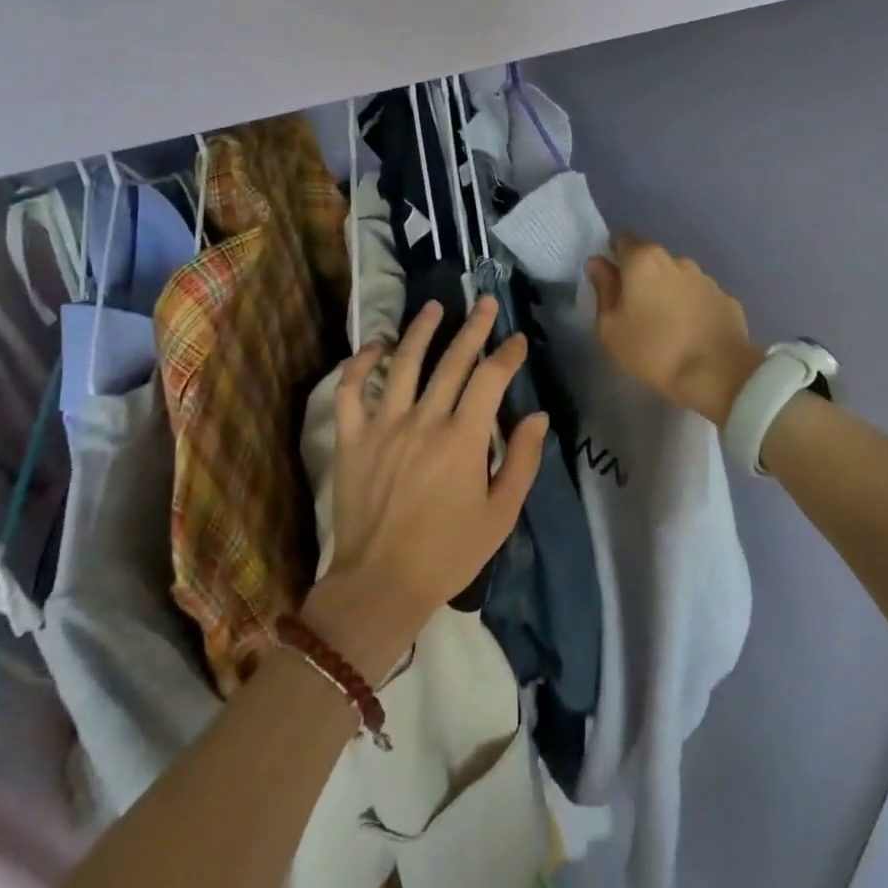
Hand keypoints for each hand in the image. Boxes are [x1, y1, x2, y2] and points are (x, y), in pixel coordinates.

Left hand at [302, 296, 548, 681]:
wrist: (381, 584)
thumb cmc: (449, 553)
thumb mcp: (501, 514)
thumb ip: (523, 461)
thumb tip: (537, 415)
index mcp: (463, 439)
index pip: (490, 378)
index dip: (507, 354)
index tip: (517, 340)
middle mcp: (424, 420)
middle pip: (452, 360)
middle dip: (472, 327)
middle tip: (483, 302)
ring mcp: (383, 426)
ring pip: (402, 362)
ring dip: (420, 330)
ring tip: (434, 307)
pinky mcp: (352, 438)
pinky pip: (350, 390)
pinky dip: (360, 364)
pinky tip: (375, 347)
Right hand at [588, 233, 763, 426]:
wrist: (717, 373)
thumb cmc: (653, 349)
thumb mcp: (610, 327)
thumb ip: (603, 289)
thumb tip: (599, 263)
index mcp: (644, 260)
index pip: (622, 239)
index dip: (613, 255)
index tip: (609, 281)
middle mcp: (676, 260)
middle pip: (651, 259)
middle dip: (641, 276)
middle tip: (634, 309)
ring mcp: (706, 278)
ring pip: (678, 278)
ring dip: (668, 292)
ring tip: (665, 324)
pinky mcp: (727, 299)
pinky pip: (700, 297)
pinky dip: (692, 308)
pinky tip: (690, 333)